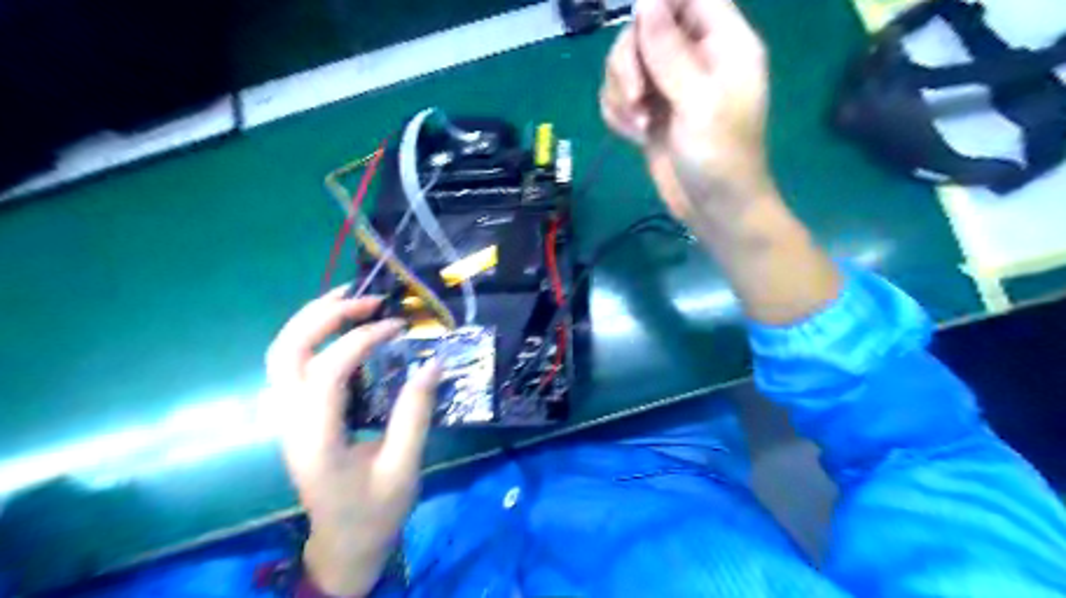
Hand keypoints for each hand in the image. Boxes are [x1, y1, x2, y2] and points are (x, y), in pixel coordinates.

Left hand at [266, 290, 440, 593]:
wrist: (342, 543)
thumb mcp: (404, 466)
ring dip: (312, 319)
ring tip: (351, 299)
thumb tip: (432, 363)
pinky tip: (341, 327)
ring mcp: (285, 418)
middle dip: (324, 315)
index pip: (325, 374)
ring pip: (279, 353)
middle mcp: (289, 423)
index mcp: (316, 441)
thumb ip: (415, 413)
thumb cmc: (375, 511)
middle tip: (367, 298)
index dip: (360, 341)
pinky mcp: (294, 415)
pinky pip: (290, 364)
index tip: (398, 327)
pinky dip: (312, 335)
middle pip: (285, 352)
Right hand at [603, 0, 771, 222]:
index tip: (637, 35)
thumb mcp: (698, 100)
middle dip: (629, 63)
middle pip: (644, 28)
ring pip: (625, 63)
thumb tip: (644, 0)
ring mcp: (668, 86)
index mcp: (722, 42)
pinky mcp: (649, 112)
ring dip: (620, 93)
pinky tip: (634, 136)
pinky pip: (618, 95)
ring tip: (638, 125)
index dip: (656, 4)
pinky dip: (618, 113)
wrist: (712, 209)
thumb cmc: (719, 156)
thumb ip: (670, 50)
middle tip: (637, 98)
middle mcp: (693, 57)